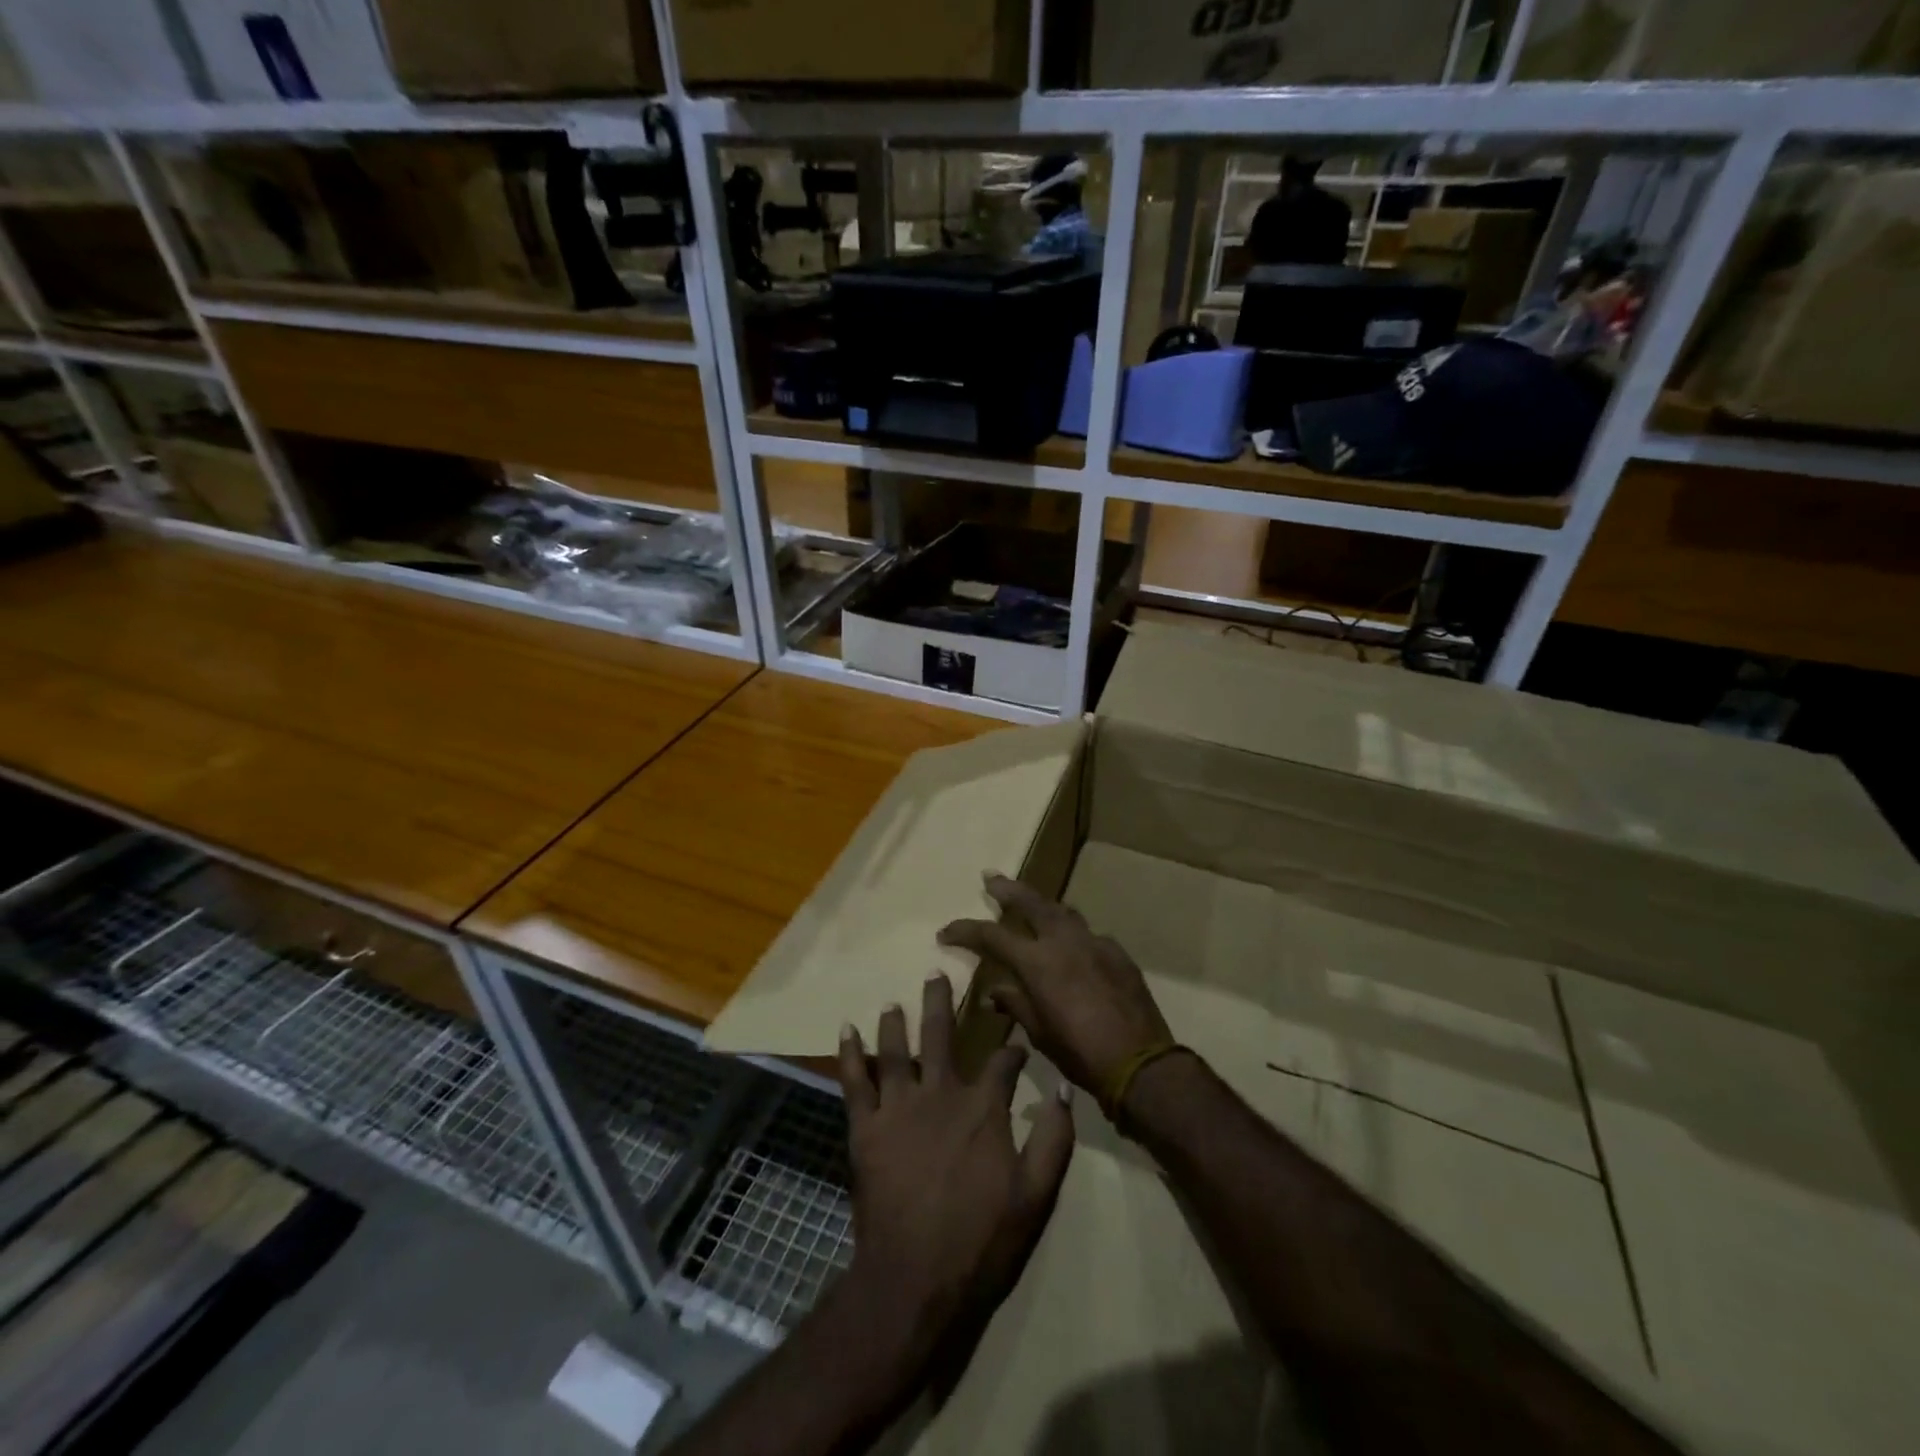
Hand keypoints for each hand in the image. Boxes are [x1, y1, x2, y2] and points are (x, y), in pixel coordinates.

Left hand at [838, 972, 1074, 1346]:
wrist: (915, 1279)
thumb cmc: (981, 1239)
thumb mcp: (1035, 1195)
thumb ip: (1053, 1140)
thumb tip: (1065, 1092)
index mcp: (982, 1107)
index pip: (1001, 1062)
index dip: (1011, 1049)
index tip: (1016, 1043)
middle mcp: (940, 1093)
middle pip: (941, 1035)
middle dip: (941, 1002)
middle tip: (936, 973)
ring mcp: (899, 1107)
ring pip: (896, 1050)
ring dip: (895, 1022)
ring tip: (893, 1002)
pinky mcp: (866, 1127)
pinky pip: (854, 1081)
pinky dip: (849, 1053)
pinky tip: (845, 1030)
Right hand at [938, 874, 1171, 1101]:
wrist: (1140, 1063)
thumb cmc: (1081, 1053)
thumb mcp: (1039, 1033)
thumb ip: (1015, 1004)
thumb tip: (993, 992)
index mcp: (1038, 962)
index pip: (992, 935)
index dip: (966, 930)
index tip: (946, 932)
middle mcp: (1064, 942)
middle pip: (1031, 902)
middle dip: (1007, 889)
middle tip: (990, 877)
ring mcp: (1094, 943)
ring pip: (1063, 911)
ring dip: (1042, 904)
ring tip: (1029, 901)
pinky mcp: (1117, 953)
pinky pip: (1089, 935)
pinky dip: (1072, 934)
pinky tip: (1071, 946)